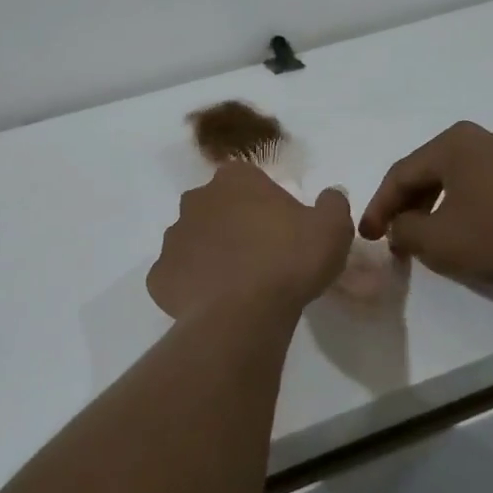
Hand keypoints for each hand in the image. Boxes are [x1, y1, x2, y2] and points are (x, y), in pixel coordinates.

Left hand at [147, 165, 354, 320]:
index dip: (264, 203)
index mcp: (235, 180)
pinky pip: (176, 276)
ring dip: (210, 255)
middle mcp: (196, 200)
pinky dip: (191, 286)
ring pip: (193, 241)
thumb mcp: (333, 228)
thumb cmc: (290, 259)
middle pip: (216, 207)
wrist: (245, 312)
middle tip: (259, 256)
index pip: (247, 180)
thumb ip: (332, 204)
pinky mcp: (159, 276)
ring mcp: (173, 237)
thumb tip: (329, 195)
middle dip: (232, 225)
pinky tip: (213, 303)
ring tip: (236, 284)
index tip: (280, 228)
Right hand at [358, 122, 492, 292]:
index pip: (400, 174)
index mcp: (452, 143)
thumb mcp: (438, 241)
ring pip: (456, 179)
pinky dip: (464, 207)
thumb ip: (405, 230)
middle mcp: (479, 137)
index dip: (379, 208)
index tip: (368, 237)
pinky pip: (483, 186)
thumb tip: (400, 225)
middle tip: (394, 237)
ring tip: (427, 238)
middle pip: (427, 172)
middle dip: (406, 206)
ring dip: (434, 208)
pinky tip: (466, 232)